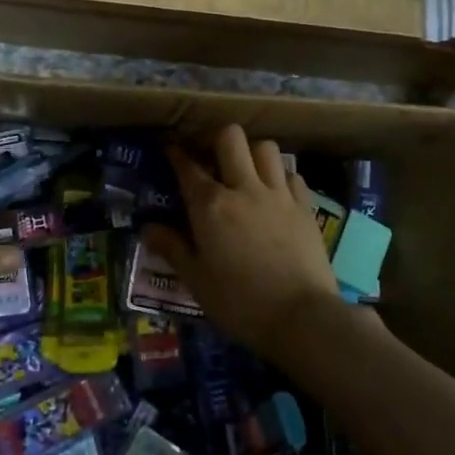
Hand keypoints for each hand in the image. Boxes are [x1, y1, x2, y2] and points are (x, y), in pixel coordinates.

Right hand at [143, 124, 346, 357]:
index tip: (171, 149)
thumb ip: (172, 248)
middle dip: (216, 139)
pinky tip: (275, 192)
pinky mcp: (305, 206)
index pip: (189, 167)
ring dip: (252, 152)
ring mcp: (279, 194)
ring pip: (265, 148)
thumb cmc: (239, 302)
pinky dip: (280, 175)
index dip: (177, 153)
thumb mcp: (196, 280)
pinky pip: (292, 174)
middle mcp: (244, 188)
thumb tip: (148, 227)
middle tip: (211, 157)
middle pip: (231, 138)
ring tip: (245, 171)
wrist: (301, 316)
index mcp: (211, 205)